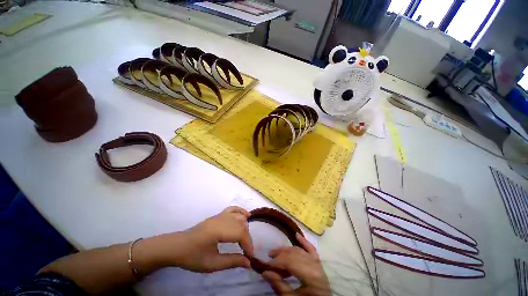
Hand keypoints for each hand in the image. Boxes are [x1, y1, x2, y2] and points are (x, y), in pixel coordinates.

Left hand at [175, 206, 253, 271]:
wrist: (177, 246)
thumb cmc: (192, 257)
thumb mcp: (211, 264)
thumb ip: (231, 262)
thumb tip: (249, 263)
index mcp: (217, 231)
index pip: (240, 233)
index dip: (248, 244)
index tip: (250, 257)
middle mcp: (220, 219)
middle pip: (241, 224)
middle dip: (247, 238)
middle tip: (247, 252)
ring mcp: (219, 215)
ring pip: (239, 216)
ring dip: (245, 227)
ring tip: (244, 240)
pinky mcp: (218, 215)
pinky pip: (233, 209)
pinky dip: (241, 211)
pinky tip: (246, 216)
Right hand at [262, 233, 329, 295]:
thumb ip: (279, 285)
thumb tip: (265, 272)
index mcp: (310, 276)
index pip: (290, 263)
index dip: (277, 263)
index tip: (265, 266)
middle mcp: (315, 266)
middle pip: (294, 255)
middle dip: (280, 255)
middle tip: (269, 256)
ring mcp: (318, 263)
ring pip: (300, 251)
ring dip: (287, 250)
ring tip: (277, 252)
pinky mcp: (319, 263)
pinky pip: (311, 249)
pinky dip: (304, 242)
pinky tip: (297, 235)